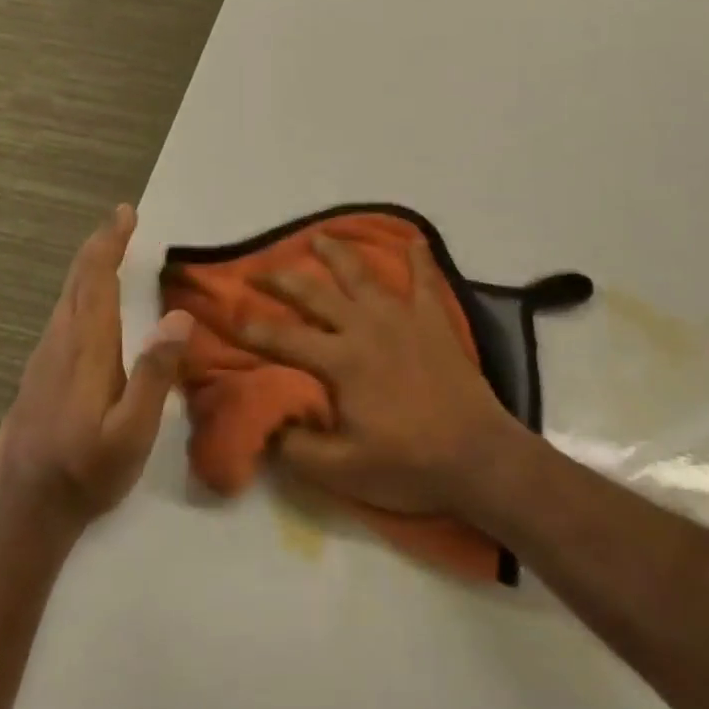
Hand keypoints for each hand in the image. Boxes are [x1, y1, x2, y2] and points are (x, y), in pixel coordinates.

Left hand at [0, 205, 192, 533]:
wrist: (25, 513)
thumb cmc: (87, 472)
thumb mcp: (133, 432)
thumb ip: (155, 373)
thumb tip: (178, 316)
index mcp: (85, 348)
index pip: (95, 280)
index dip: (109, 243)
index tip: (125, 213)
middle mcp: (59, 343)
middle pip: (76, 281)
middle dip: (99, 246)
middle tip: (122, 221)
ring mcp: (42, 359)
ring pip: (65, 298)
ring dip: (88, 268)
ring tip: (110, 252)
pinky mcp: (37, 376)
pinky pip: (60, 317)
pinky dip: (79, 293)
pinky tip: (88, 305)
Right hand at [245, 233, 523, 516]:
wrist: (478, 456)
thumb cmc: (409, 464)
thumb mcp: (343, 472)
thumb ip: (298, 448)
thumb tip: (269, 424)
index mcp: (341, 361)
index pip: (285, 338)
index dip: (254, 328)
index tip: (231, 316)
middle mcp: (365, 327)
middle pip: (315, 294)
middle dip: (282, 279)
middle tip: (260, 269)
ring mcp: (402, 317)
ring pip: (361, 274)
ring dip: (337, 253)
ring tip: (319, 236)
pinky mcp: (434, 320)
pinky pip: (425, 280)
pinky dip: (419, 258)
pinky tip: (413, 240)